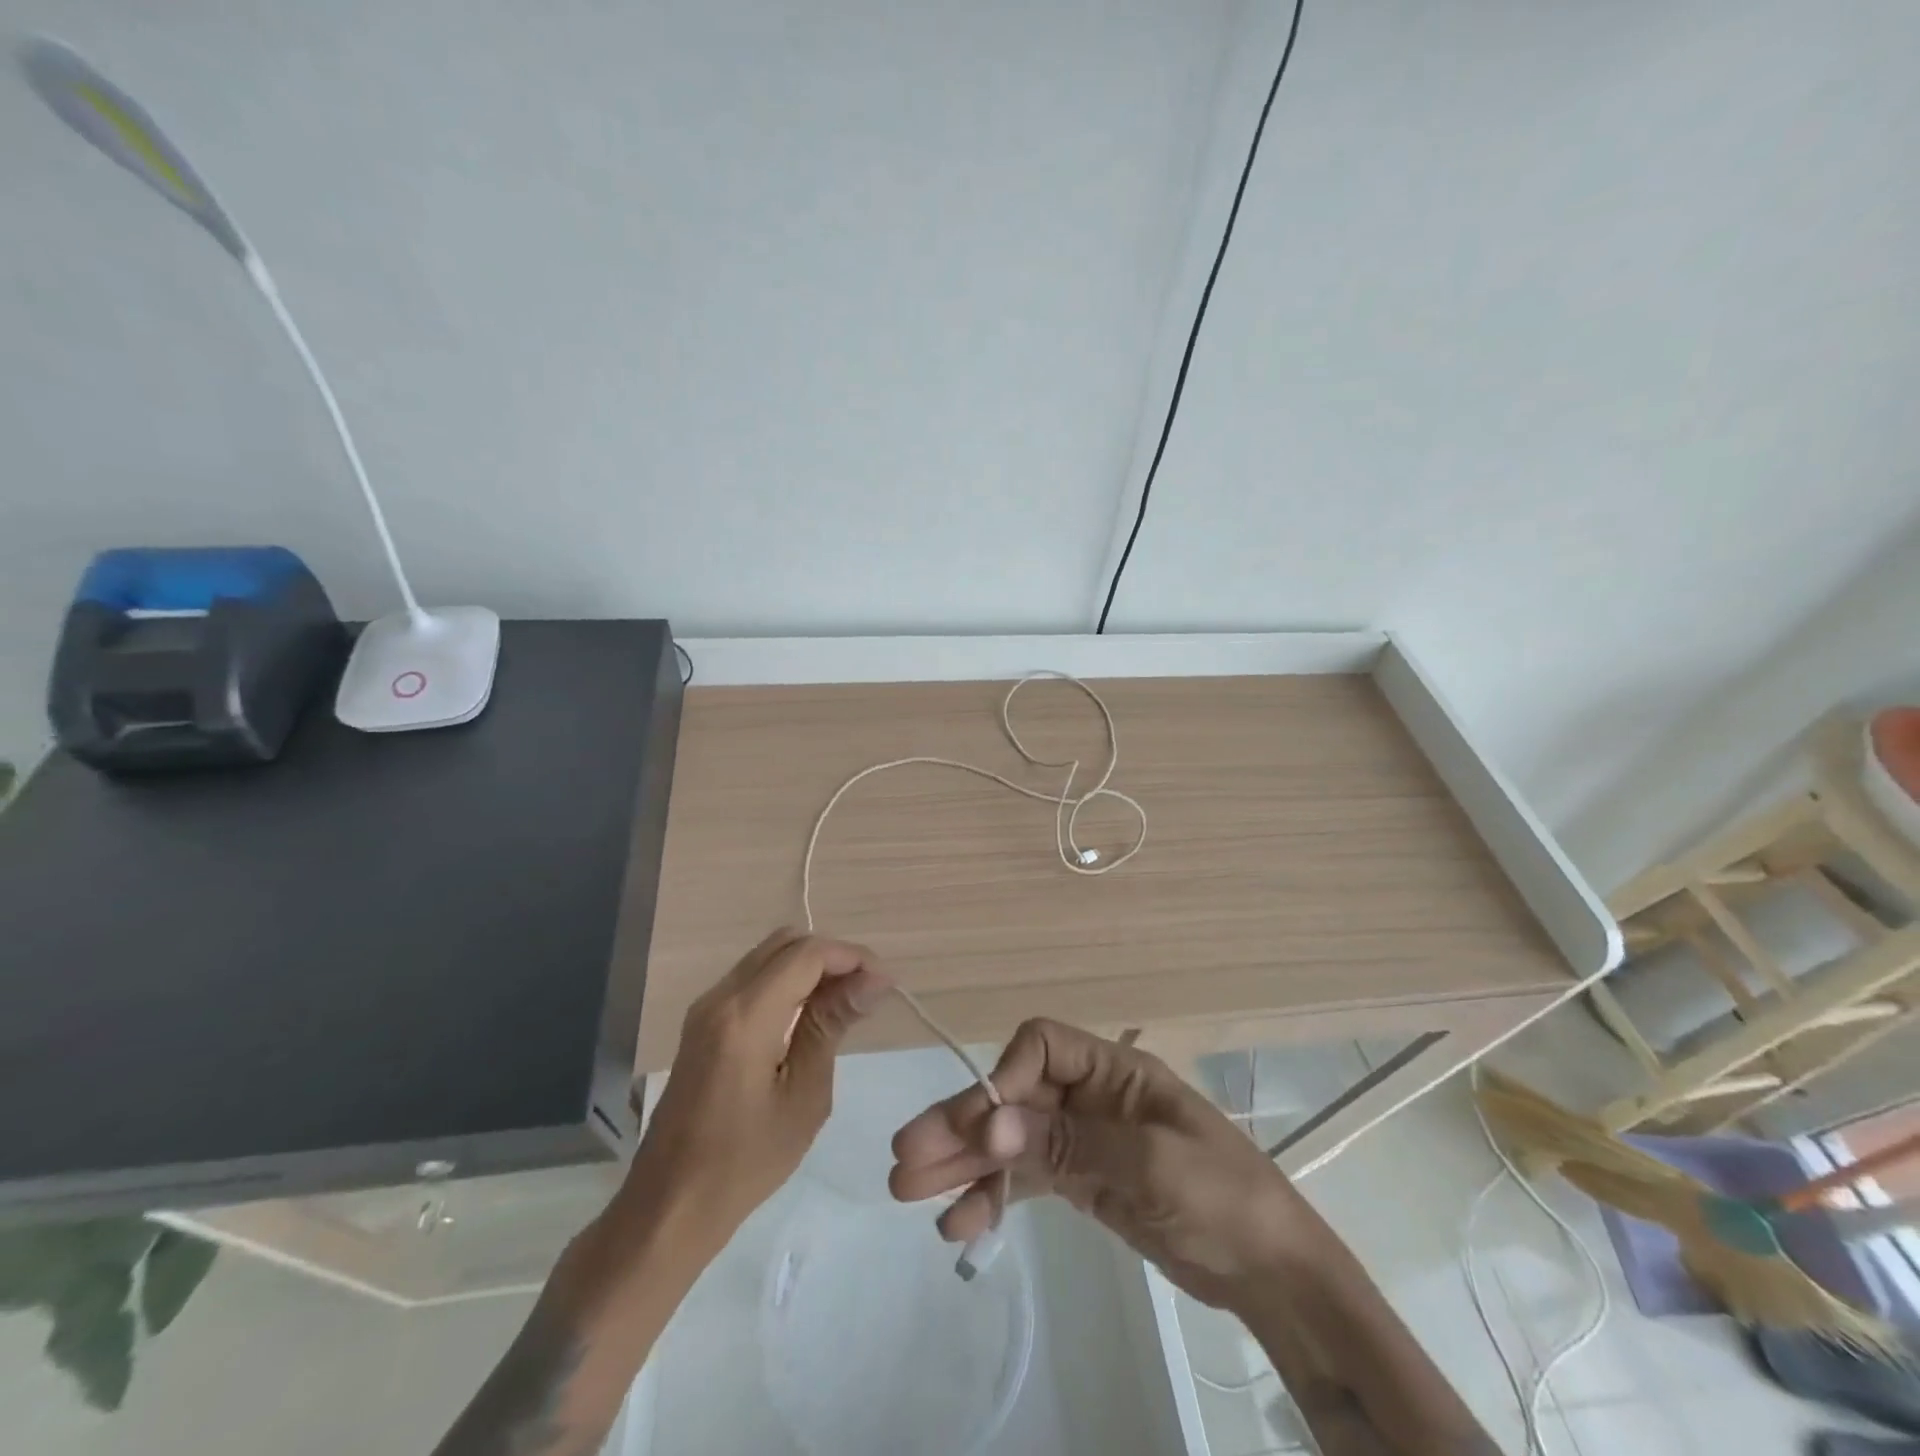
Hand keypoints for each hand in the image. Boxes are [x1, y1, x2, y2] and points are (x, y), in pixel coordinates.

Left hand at [628, 930, 887, 1246]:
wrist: (669, 1205)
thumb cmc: (745, 1162)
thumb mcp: (804, 1095)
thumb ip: (832, 1025)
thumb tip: (874, 979)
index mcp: (746, 1016)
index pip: (807, 953)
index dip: (851, 957)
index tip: (884, 984)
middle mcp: (721, 996)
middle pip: (786, 942)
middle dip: (832, 956)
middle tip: (865, 991)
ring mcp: (706, 1007)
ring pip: (768, 955)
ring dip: (809, 966)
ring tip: (844, 1003)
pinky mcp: (702, 1022)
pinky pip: (752, 977)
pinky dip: (786, 980)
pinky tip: (809, 1014)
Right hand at [889, 1018, 1308, 1310]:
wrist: (1271, 1271)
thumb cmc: (1223, 1195)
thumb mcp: (1150, 1164)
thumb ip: (1067, 1141)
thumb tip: (988, 1122)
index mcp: (1112, 1069)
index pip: (1040, 1047)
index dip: (1003, 1078)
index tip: (979, 1127)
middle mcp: (1090, 1096)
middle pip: (1013, 1096)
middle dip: (961, 1124)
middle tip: (905, 1158)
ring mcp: (1082, 1140)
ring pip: (1010, 1140)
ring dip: (963, 1162)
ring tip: (909, 1190)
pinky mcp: (1081, 1181)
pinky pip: (1025, 1180)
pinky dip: (991, 1198)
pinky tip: (959, 1224)